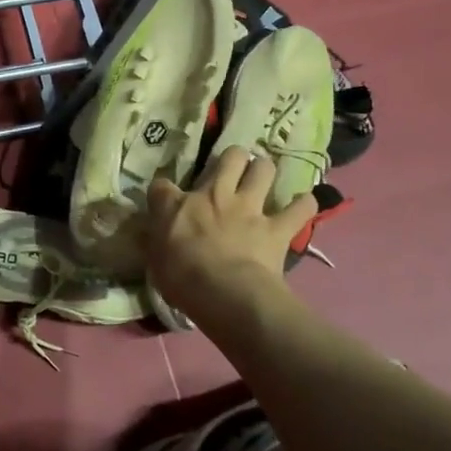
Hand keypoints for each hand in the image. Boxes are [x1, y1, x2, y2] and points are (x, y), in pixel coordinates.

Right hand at [146, 147, 316, 321]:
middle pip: (229, 157)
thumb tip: (145, 233)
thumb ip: (154, 242)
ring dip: (265, 171)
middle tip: (232, 169)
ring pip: (263, 170)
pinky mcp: (277, 227)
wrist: (225, 293)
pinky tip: (305, 203)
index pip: (161, 186)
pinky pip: (299, 209)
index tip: (165, 200)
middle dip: (233, 158)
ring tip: (264, 176)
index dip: (163, 191)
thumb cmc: (182, 279)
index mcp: (177, 205)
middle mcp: (214, 195)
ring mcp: (249, 207)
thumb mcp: (154, 261)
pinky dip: (303, 205)